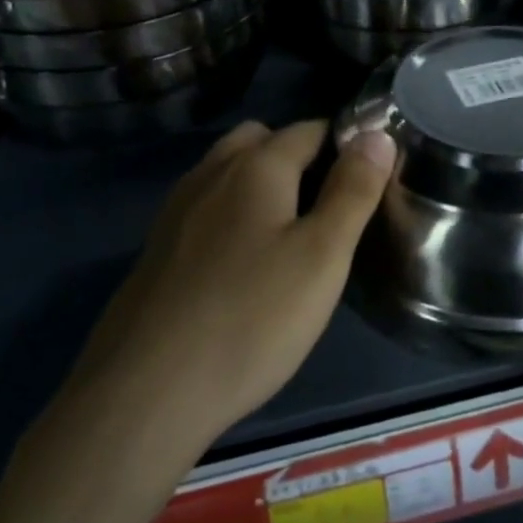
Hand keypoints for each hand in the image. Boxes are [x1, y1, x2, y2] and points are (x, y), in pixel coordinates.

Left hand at [61, 119, 396, 451]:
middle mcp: (210, 174)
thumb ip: (353, 190)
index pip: (309, 129)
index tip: (370, 177)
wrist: (146, 392)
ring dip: (261, 182)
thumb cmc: (251, 318)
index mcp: (255, 167)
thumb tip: (376, 134)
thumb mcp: (322, 256)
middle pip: (259, 140)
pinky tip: (243, 261)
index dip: (345, 143)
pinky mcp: (157, 249)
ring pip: (226, 172)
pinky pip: (204, 208)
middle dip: (298, 155)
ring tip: (291, 230)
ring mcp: (176, 211)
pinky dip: (231, 213)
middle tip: (330, 204)